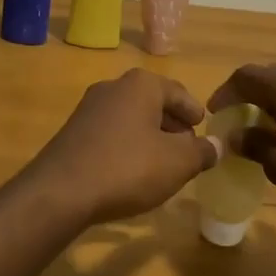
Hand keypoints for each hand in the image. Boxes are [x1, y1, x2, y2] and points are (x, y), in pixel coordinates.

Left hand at [22, 70, 218, 225]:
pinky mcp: (73, 132)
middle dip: (172, 125)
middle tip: (187, 149)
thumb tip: (215, 146)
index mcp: (141, 84)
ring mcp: (88, 108)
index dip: (194, 112)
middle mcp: (113, 87)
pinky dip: (127, 146)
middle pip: (153, 103)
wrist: (60, 191)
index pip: (179, 92)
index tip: (203, 129)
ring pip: (131, 118)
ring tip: (162, 164)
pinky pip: (111, 133)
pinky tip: (131, 172)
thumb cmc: (128, 167)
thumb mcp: (177, 162)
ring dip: (149, 136)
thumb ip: (201, 152)